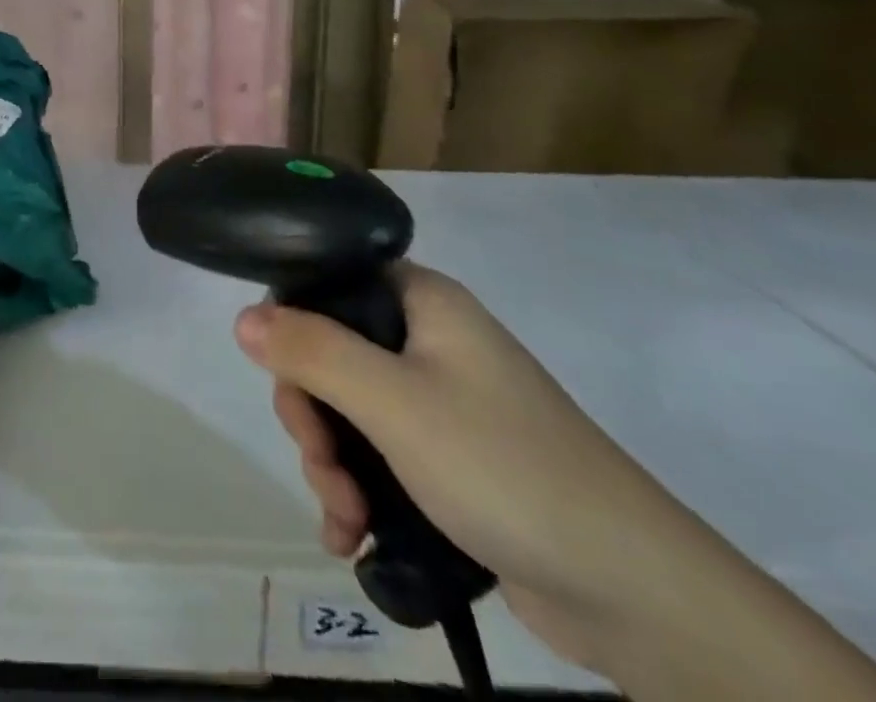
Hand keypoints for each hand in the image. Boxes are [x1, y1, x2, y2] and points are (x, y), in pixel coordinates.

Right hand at [234, 262, 711, 674]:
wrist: (634, 594)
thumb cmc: (503, 466)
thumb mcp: (393, 403)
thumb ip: (311, 351)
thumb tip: (242, 317)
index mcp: (422, 302)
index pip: (331, 282)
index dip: (294, 323)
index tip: (285, 378)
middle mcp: (430, 341)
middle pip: (332, 354)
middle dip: (313, 417)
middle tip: (321, 467)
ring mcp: (442, 403)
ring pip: (350, 412)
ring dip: (331, 464)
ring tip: (344, 518)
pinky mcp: (453, 461)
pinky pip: (380, 456)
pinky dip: (358, 491)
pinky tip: (350, 537)